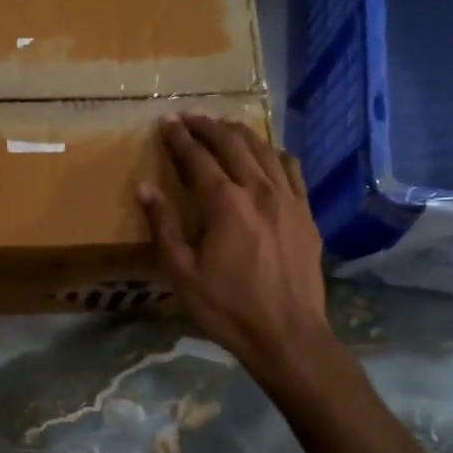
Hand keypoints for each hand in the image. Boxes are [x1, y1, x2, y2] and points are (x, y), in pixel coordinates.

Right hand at [137, 114, 337, 379]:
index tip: (166, 121)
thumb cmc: (228, 308)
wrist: (288, 336)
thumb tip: (146, 187)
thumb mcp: (182, 272)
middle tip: (190, 115)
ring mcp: (288, 200)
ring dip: (240, 133)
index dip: (180, 138)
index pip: (198, 159)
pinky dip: (274, 154)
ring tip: (223, 123)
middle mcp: (259, 191)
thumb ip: (164, 225)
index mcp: (225, 204)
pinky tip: (267, 153)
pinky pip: (292, 170)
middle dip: (208, 126)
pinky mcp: (306, 214)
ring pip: (264, 151)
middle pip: (232, 145)